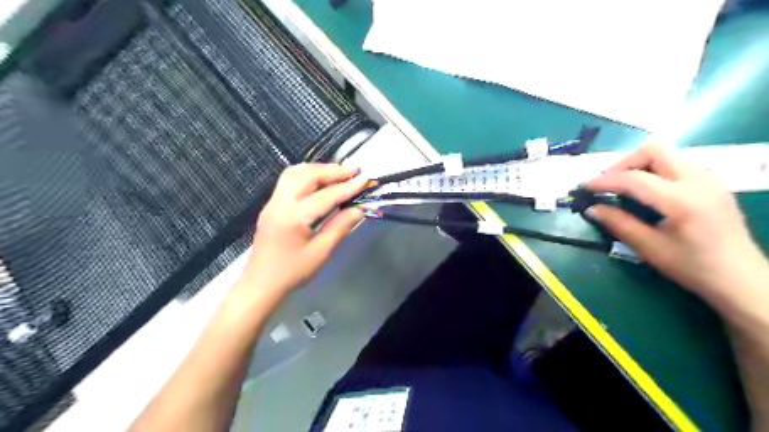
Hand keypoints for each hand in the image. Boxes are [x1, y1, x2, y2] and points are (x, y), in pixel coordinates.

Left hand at [241, 164, 370, 298]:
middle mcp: (280, 203)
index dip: (347, 187)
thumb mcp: (321, 252)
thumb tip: (359, 209)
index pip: (325, 196)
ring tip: (339, 173)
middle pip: (307, 175)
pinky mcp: (271, 205)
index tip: (364, 180)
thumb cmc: (292, 272)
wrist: (261, 284)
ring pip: (295, 173)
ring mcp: (272, 202)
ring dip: (318, 169)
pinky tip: (320, 180)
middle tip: (354, 171)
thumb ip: (340, 227)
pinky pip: (288, 180)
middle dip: (332, 171)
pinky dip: (307, 174)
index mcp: (293, 218)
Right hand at [586, 143, 765, 309]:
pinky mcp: (711, 182)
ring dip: (639, 164)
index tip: (584, 187)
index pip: (634, 178)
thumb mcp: (649, 248)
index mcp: (682, 200)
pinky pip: (677, 162)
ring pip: (666, 153)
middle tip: (608, 184)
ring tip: (624, 186)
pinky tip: (648, 190)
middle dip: (624, 163)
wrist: (740, 277)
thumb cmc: (692, 267)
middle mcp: (698, 180)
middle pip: (653, 150)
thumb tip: (591, 208)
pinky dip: (655, 169)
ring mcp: (709, 178)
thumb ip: (618, 224)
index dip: (604, 181)